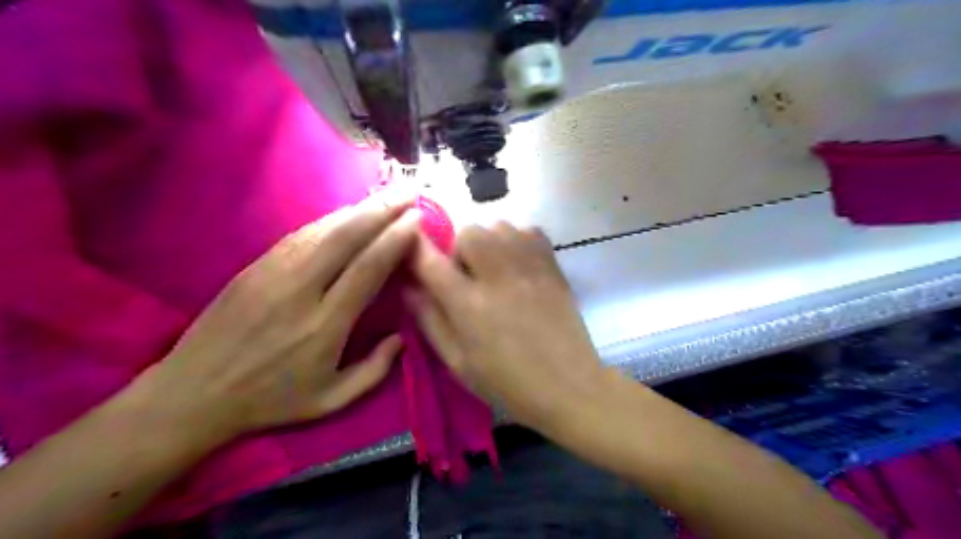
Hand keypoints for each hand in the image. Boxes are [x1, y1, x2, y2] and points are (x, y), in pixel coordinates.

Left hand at [132, 196, 420, 444]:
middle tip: (409, 192)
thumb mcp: (331, 400)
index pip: (368, 268)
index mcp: (325, 324)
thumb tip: (402, 337)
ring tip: (385, 197)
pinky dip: (329, 220)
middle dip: (382, 210)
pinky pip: (299, 234)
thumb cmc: (270, 401)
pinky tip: (347, 214)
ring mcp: (272, 273)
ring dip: (358, 209)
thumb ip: (375, 370)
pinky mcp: (254, 267)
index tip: (417, 219)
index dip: (395, 239)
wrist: (193, 395)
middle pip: (347, 237)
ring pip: (322, 229)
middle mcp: (300, 290)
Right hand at [407, 221, 603, 432]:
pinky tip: (517, 265)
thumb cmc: (507, 382)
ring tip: (493, 269)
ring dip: (487, 242)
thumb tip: (409, 287)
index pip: (431, 262)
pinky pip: (528, 230)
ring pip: (498, 225)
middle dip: (459, 249)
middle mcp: (498, 276)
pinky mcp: (552, 266)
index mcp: (469, 305)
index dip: (415, 247)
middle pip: (468, 232)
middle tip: (467, 276)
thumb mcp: (458, 362)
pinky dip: (516, 239)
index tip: (410, 242)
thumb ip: (430, 321)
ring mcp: (529, 267)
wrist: (569, 386)